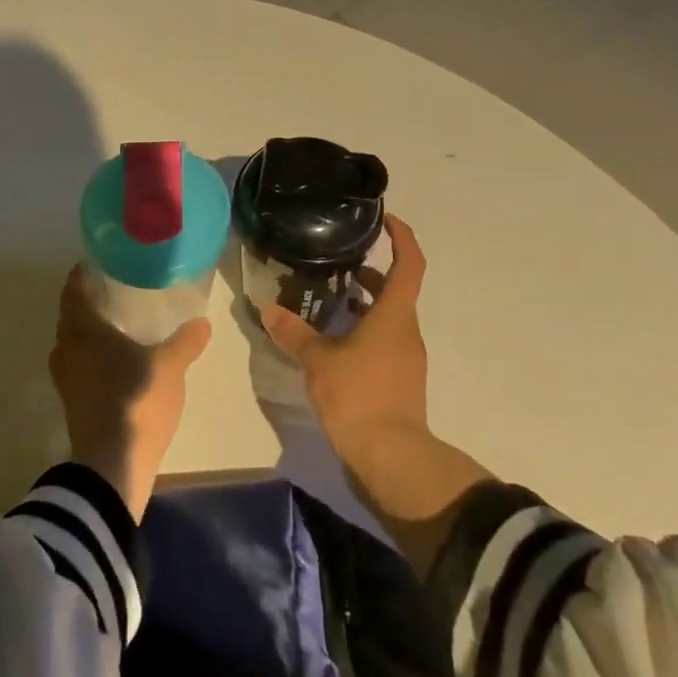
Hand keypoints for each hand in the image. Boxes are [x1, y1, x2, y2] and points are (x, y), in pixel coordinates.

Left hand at [49, 266, 211, 520]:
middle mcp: (67, 350)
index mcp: (83, 330)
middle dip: (87, 304)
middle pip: (70, 317)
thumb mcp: (169, 367)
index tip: (98, 263)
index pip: (74, 291)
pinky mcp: (72, 404)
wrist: (111, 467)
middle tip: (113, 292)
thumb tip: (202, 322)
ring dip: (87, 333)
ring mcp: (66, 380)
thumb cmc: (136, 401)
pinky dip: (91, 358)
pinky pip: (78, 367)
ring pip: (72, 345)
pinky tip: (114, 363)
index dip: (83, 275)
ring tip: (116, 326)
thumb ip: (185, 342)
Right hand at [262, 214, 489, 574]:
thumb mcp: (319, 362)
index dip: (402, 236)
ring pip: (388, 316)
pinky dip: (362, 328)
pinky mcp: (399, 379)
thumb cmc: (360, 396)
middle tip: (338, 260)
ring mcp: (406, 357)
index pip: (409, 263)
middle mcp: (406, 330)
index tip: (385, 218)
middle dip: (371, 271)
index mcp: (395, 315)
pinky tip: (332, 338)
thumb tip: (268, 309)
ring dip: (364, 302)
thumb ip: (294, 333)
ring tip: (327, 296)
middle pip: (396, 289)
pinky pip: (383, 340)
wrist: (392, 458)